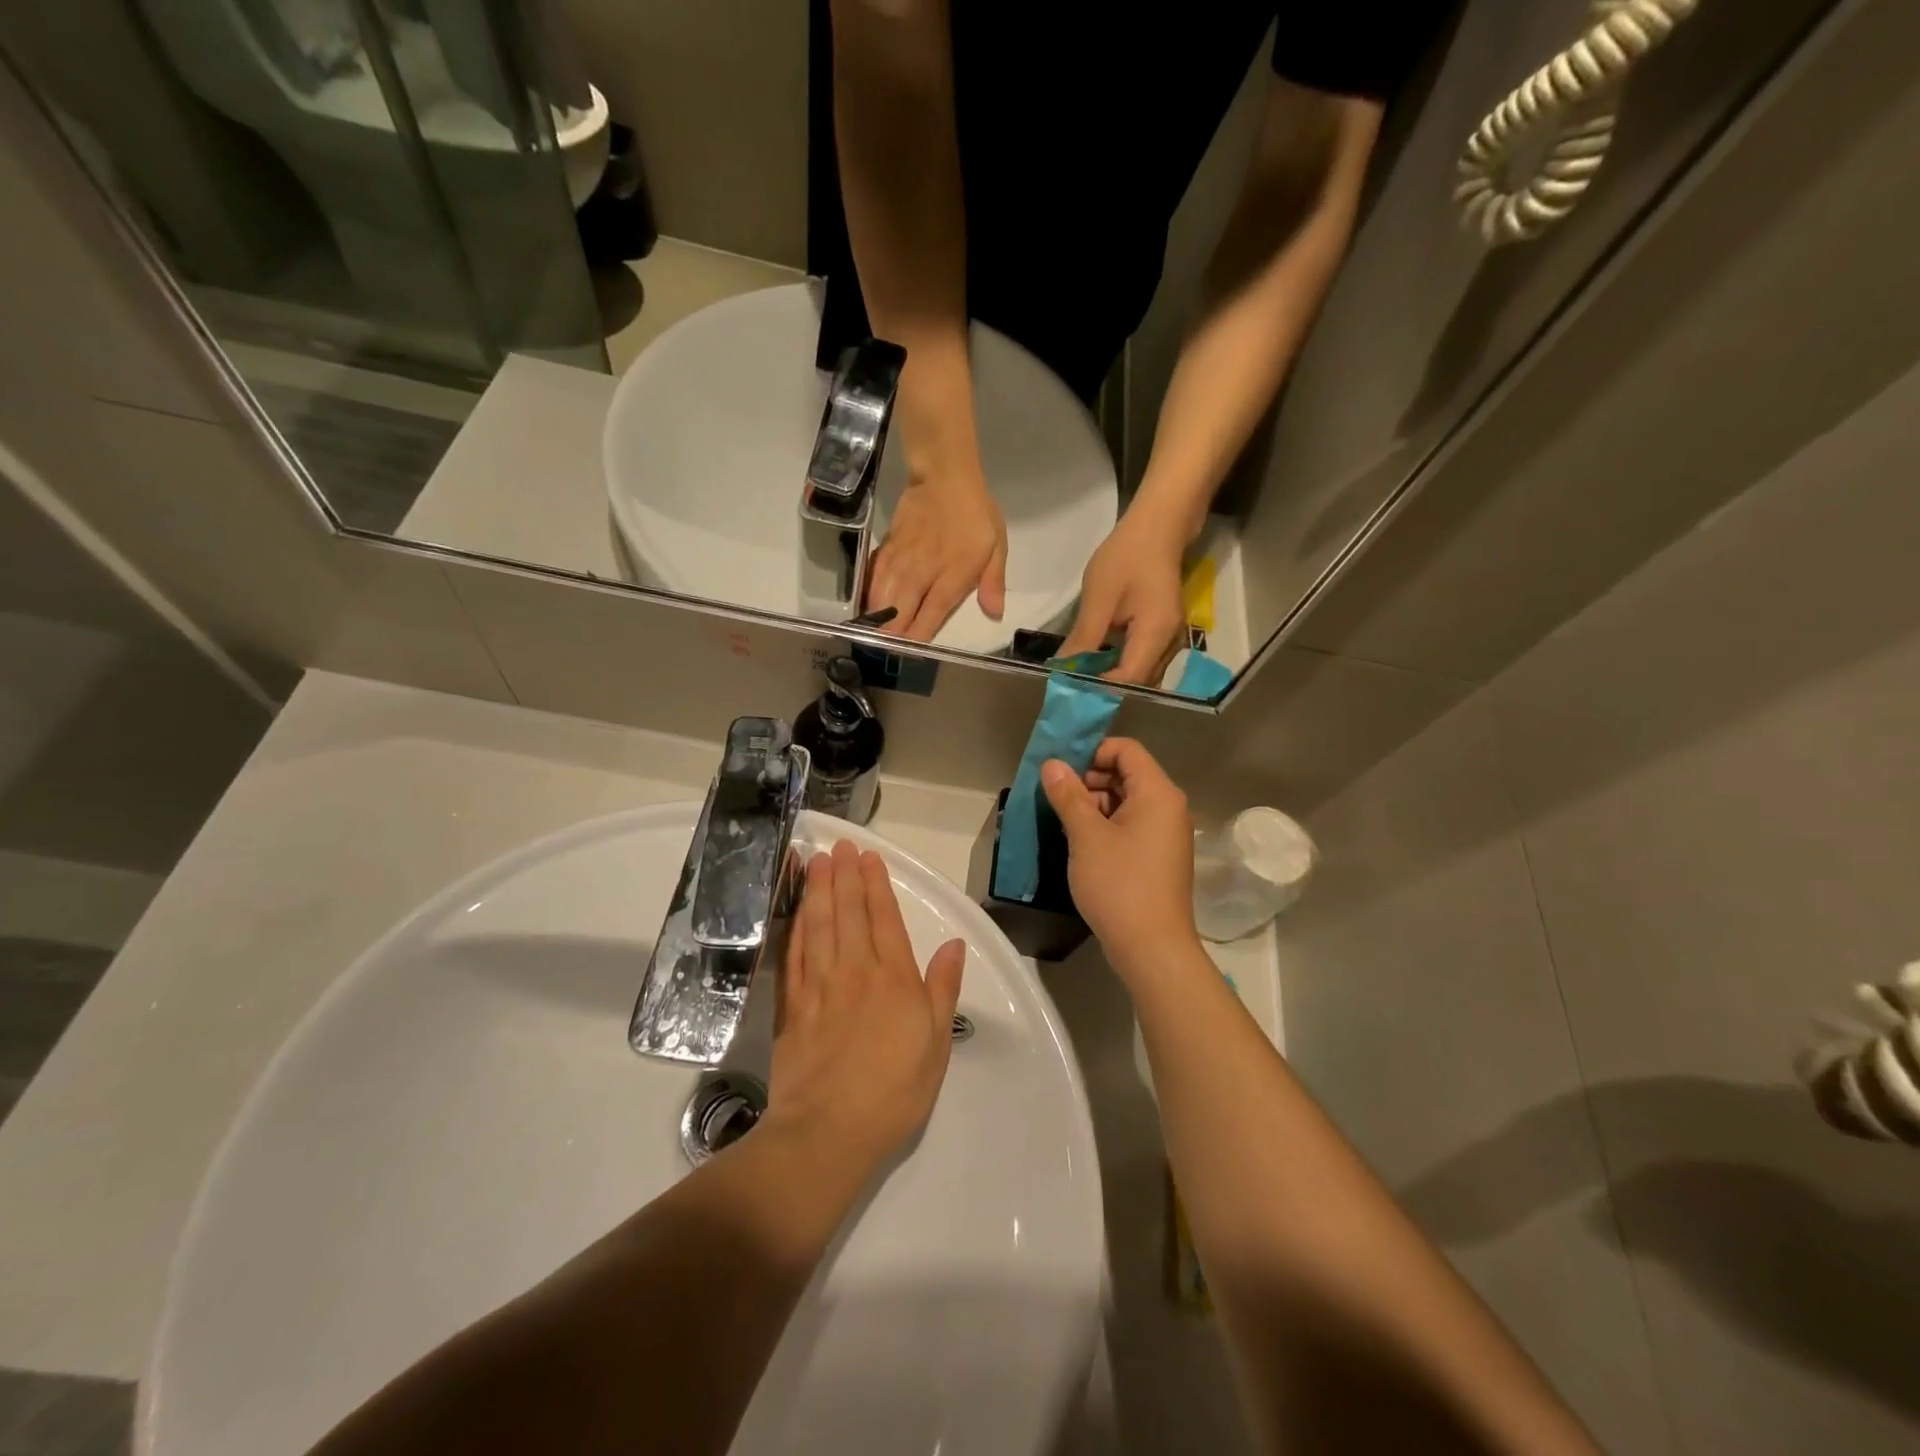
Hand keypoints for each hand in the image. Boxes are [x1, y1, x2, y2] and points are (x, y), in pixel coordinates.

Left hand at [766, 842, 966, 1171]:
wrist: (829, 1131)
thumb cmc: (893, 1091)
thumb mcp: (936, 1044)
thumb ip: (942, 989)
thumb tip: (953, 945)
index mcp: (894, 979)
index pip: (884, 919)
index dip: (876, 885)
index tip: (869, 857)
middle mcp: (855, 971)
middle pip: (848, 913)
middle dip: (844, 875)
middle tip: (838, 845)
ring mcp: (819, 986)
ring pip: (818, 925)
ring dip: (817, 890)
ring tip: (816, 862)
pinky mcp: (792, 1005)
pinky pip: (794, 954)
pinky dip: (795, 927)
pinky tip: (796, 911)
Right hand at [868, 474, 1007, 640]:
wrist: (944, 476)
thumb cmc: (975, 514)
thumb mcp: (996, 546)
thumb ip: (993, 582)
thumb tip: (994, 613)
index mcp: (952, 576)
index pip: (930, 616)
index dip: (917, 637)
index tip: (910, 652)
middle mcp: (922, 573)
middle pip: (899, 612)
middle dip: (891, 635)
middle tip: (886, 650)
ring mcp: (901, 561)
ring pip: (881, 597)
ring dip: (876, 619)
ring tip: (871, 636)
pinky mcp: (887, 549)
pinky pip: (873, 578)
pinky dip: (868, 595)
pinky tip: (865, 607)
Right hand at [1040, 739, 1198, 977]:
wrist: (1152, 948)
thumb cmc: (1119, 884)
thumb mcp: (1086, 836)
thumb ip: (1068, 795)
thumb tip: (1052, 764)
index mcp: (1158, 793)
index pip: (1126, 750)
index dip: (1092, 752)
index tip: (1061, 772)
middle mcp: (1168, 807)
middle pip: (1127, 774)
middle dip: (1089, 779)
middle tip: (1057, 798)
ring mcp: (1166, 834)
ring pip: (1126, 801)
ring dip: (1094, 804)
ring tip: (1063, 822)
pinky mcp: (1159, 857)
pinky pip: (1131, 825)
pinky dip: (1106, 826)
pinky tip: (1080, 843)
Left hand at [1061, 512, 1187, 685]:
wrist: (1160, 525)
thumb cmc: (1127, 556)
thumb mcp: (1099, 598)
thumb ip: (1084, 638)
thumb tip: (1063, 669)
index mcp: (1156, 635)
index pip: (1128, 680)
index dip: (1100, 690)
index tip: (1070, 690)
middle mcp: (1170, 644)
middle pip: (1138, 682)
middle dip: (1105, 688)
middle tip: (1072, 686)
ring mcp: (1170, 637)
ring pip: (1141, 672)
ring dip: (1112, 676)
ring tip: (1080, 676)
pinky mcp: (1164, 630)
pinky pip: (1142, 657)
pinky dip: (1120, 662)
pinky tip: (1097, 657)